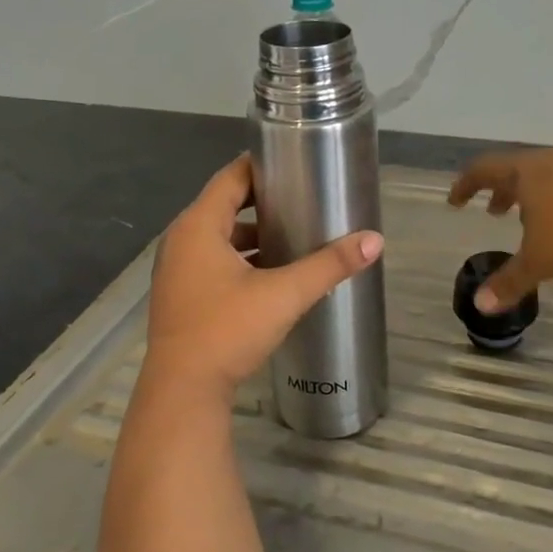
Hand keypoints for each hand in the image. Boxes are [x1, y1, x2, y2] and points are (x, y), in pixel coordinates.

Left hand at [143, 155, 383, 402]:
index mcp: (198, 226)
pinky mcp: (182, 294)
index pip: (231, 177)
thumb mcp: (284, 294)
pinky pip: (213, 260)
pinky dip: (239, 258)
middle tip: (303, 195)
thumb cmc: (227, 330)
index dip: (262, 165)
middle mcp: (181, 240)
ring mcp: (177, 269)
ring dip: (252, 233)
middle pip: (224, 204)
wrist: (183, 391)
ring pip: (219, 236)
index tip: (295, 160)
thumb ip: (329, 266)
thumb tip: (374, 241)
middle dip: (263, 200)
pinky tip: (271, 271)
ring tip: (294, 232)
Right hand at [447, 148, 552, 311]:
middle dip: (500, 191)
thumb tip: (480, 305)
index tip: (455, 201)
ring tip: (528, 220)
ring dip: (529, 195)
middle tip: (492, 211)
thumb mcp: (539, 261)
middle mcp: (550, 161)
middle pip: (514, 169)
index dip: (466, 185)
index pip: (483, 169)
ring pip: (544, 175)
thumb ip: (509, 281)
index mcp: (525, 172)